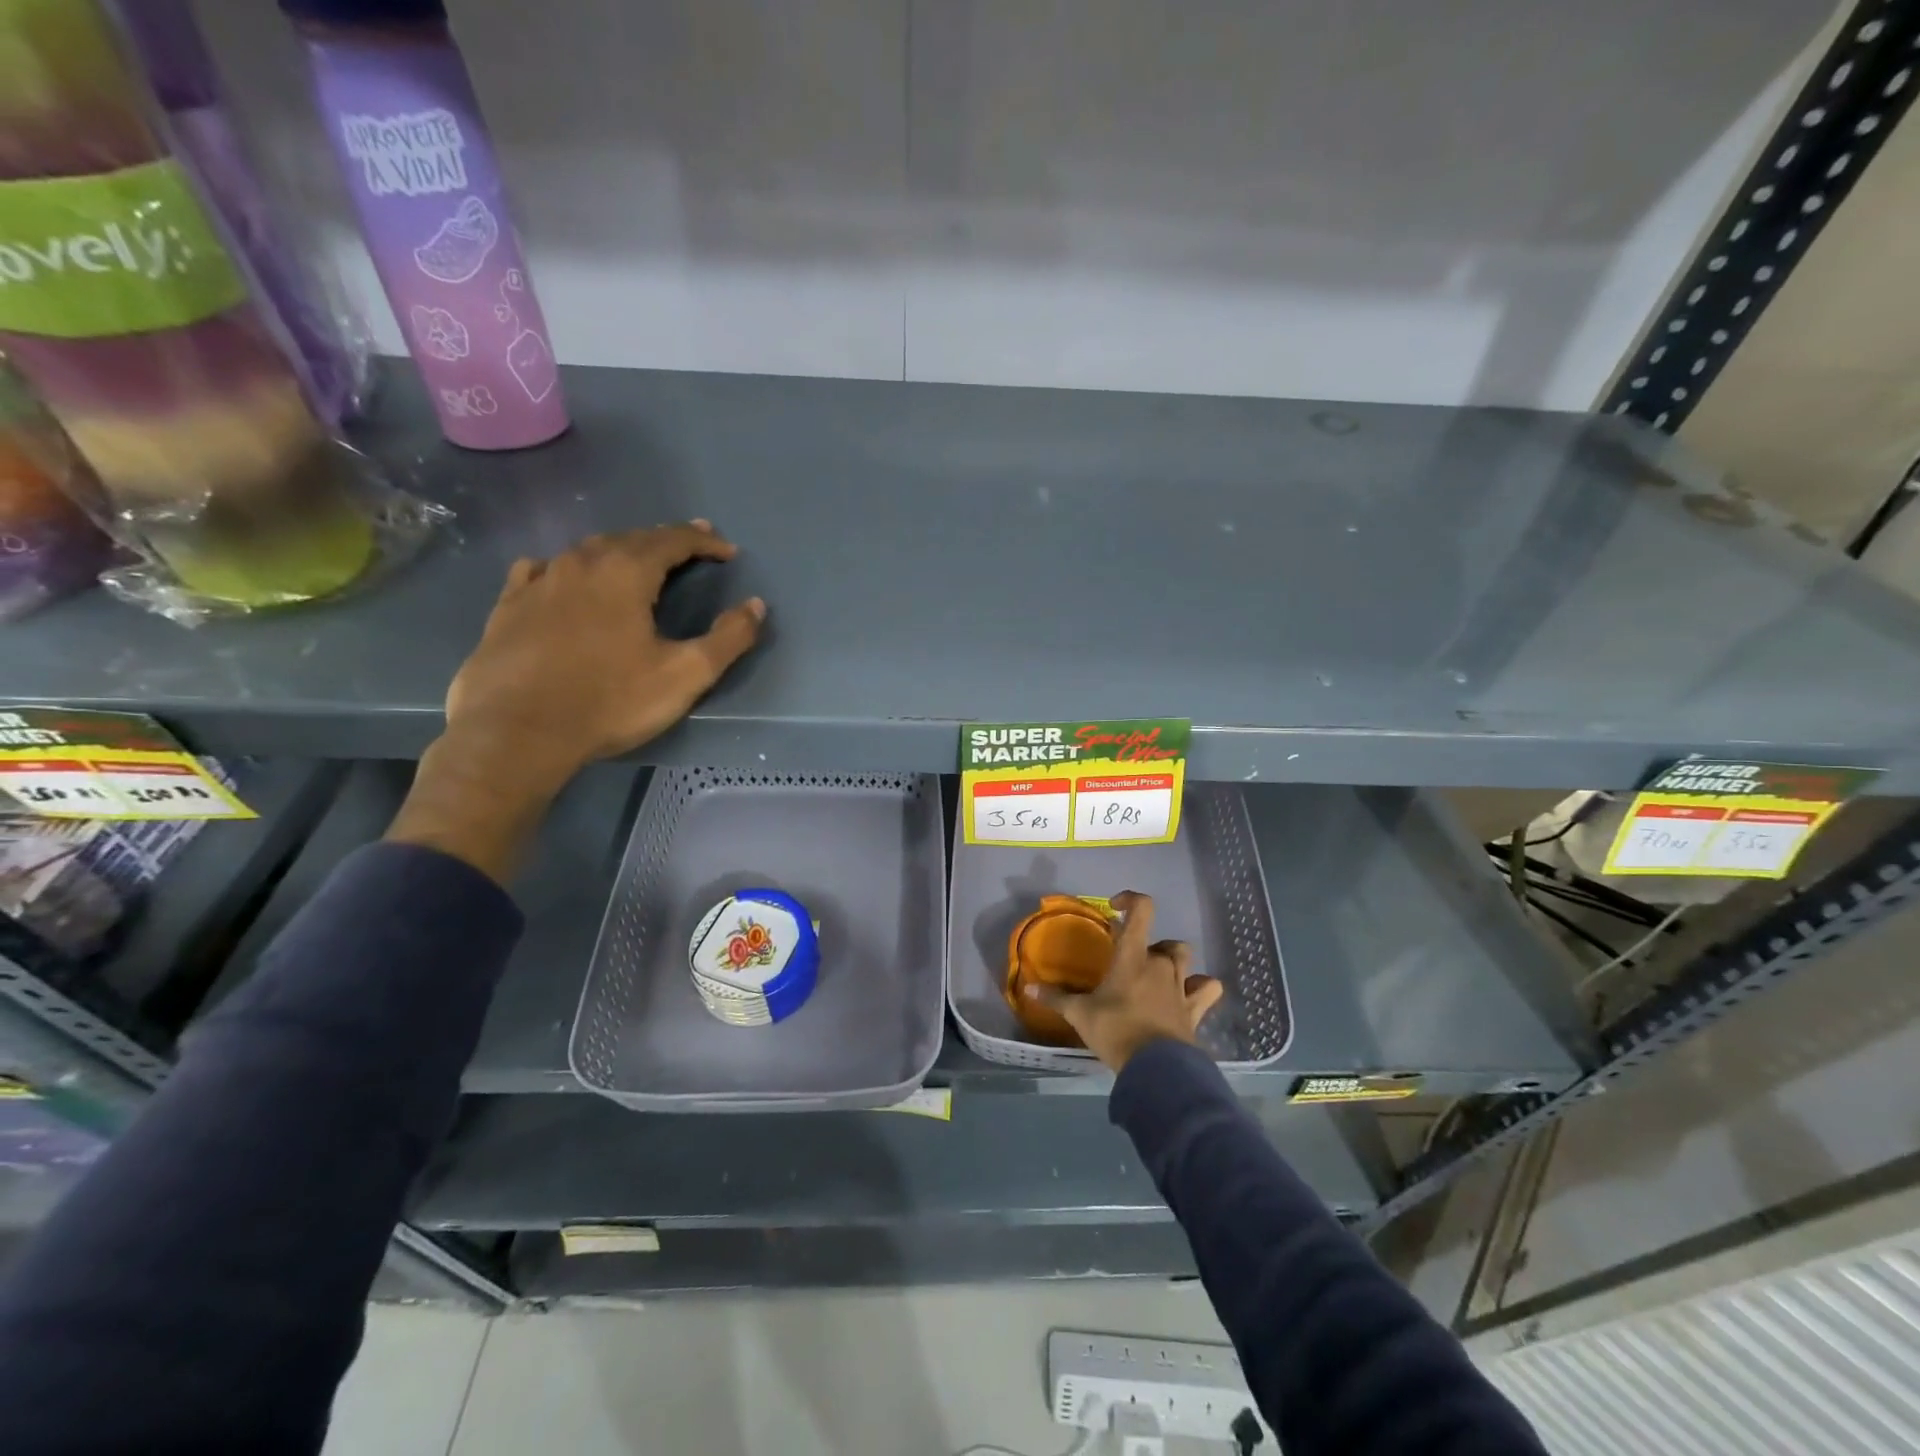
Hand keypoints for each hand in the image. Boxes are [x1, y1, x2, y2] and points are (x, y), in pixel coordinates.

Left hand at [444, 522, 764, 784]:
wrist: (517, 733)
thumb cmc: (610, 701)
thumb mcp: (685, 675)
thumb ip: (728, 638)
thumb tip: (755, 606)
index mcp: (626, 573)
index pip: (673, 541)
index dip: (704, 542)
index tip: (727, 551)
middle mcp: (581, 563)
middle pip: (631, 538)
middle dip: (665, 540)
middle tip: (690, 545)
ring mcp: (539, 582)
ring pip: (586, 551)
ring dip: (619, 551)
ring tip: (636, 561)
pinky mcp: (508, 606)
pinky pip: (540, 570)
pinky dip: (566, 568)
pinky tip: (563, 579)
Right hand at [1024, 891, 1223, 1071]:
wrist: (1156, 1068)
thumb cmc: (1116, 1031)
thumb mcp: (1080, 1014)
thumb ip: (1056, 998)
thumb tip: (1028, 989)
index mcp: (1133, 956)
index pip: (1142, 910)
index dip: (1131, 900)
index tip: (1115, 909)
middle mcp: (1161, 964)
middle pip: (1163, 940)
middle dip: (1147, 945)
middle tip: (1128, 962)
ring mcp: (1181, 985)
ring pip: (1185, 957)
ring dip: (1173, 960)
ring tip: (1157, 975)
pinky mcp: (1195, 1009)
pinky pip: (1208, 988)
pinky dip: (1201, 986)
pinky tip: (1189, 993)